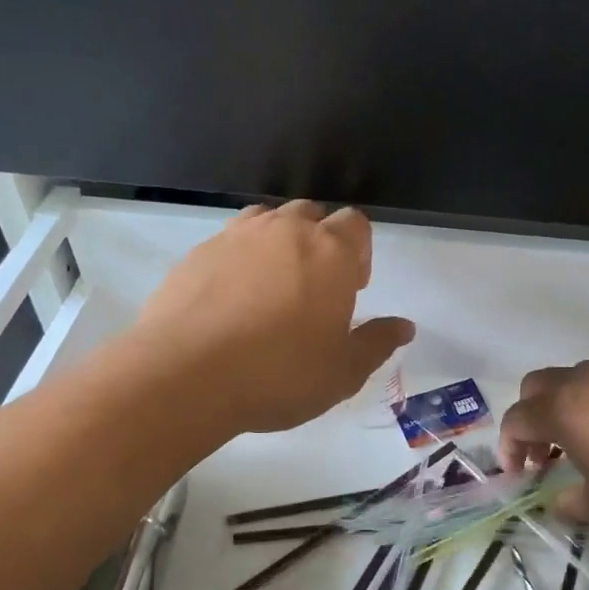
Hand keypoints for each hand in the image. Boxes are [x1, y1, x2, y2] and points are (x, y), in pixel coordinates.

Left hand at [135, 201, 413, 434]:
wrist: (185, 375)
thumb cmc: (279, 374)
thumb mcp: (342, 372)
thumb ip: (377, 343)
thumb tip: (404, 327)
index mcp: (330, 252)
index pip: (355, 223)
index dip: (359, 251)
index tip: (352, 288)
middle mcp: (285, 231)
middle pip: (312, 214)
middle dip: (320, 241)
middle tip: (315, 288)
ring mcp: (236, 236)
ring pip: (267, 221)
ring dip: (278, 243)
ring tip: (272, 288)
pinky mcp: (197, 253)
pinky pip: (229, 242)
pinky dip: (239, 260)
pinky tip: (231, 301)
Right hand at [499, 359, 588, 538]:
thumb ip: (572, 504)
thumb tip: (558, 503)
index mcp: (565, 409)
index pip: (517, 418)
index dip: (509, 446)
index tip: (519, 476)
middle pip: (540, 383)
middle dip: (532, 415)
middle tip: (545, 453)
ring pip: (582, 377)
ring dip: (571, 404)